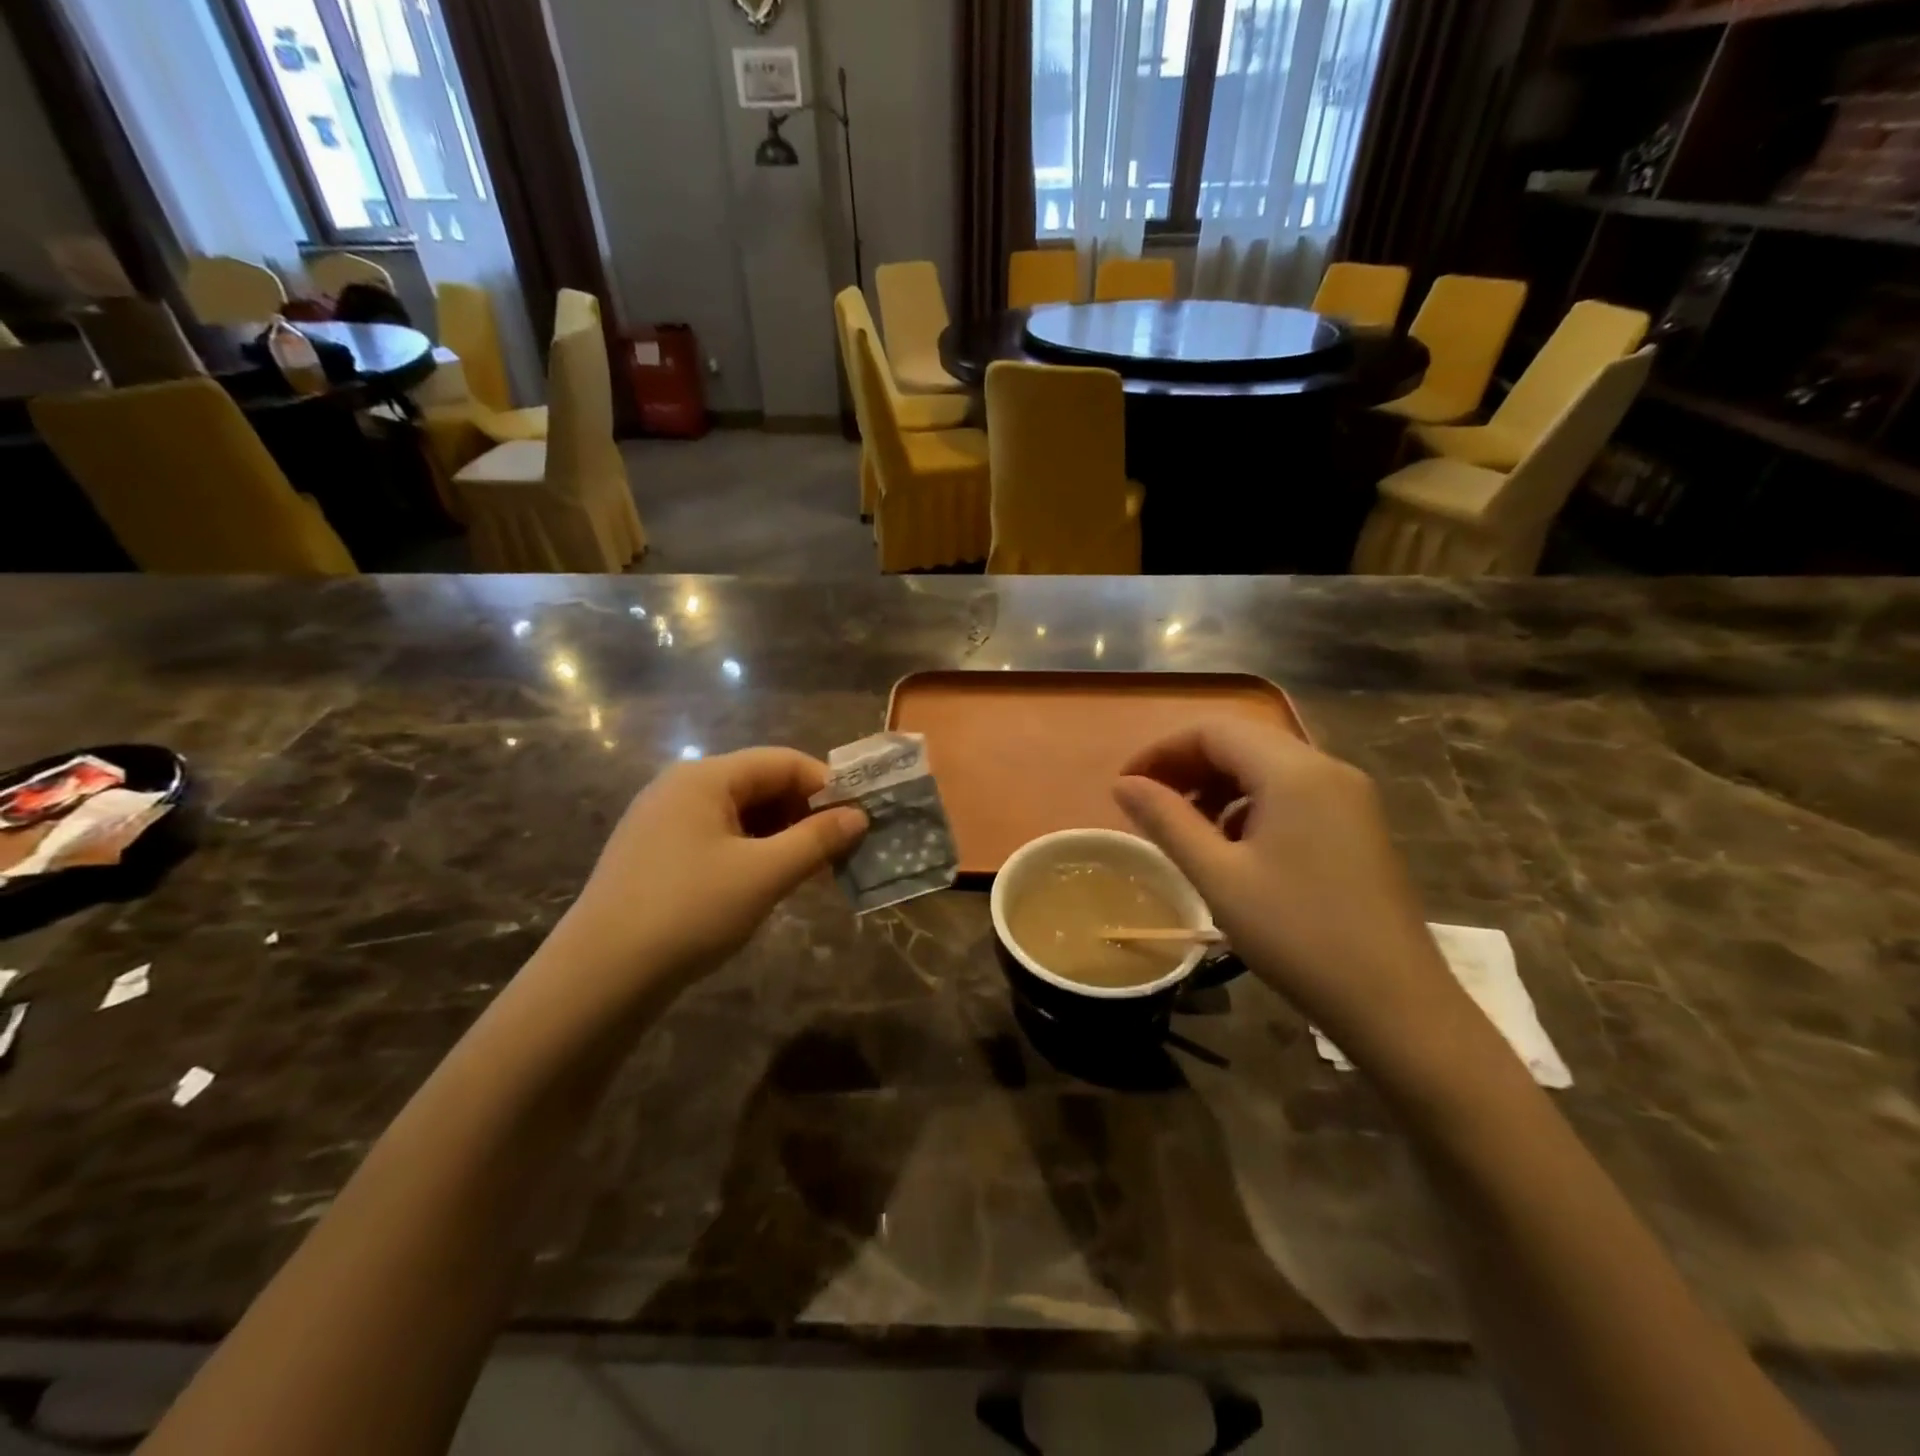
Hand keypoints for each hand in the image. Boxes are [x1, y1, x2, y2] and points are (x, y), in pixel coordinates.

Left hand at [548, 748, 866, 1002]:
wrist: (599, 976)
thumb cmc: (689, 911)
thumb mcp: (764, 875)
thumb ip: (817, 840)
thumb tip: (859, 816)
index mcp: (704, 777)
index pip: (782, 761)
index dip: (826, 786)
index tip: (858, 819)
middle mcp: (681, 787)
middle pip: (759, 783)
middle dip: (804, 812)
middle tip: (838, 849)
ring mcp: (662, 821)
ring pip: (739, 813)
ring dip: (781, 835)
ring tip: (809, 870)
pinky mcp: (655, 853)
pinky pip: (717, 837)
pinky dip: (751, 851)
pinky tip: (767, 881)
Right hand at [1113, 720, 1477, 1069]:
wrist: (1396, 1004)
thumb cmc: (1297, 935)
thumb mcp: (1218, 877)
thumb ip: (1166, 821)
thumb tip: (1123, 784)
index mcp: (1294, 771)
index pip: (1212, 730)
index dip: (1161, 750)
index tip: (1126, 786)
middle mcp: (1326, 768)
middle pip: (1241, 742)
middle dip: (1187, 766)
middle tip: (1148, 806)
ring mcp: (1349, 796)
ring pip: (1266, 767)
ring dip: (1218, 785)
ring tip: (1185, 829)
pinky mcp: (1357, 824)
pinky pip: (1292, 792)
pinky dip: (1250, 804)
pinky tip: (1234, 846)